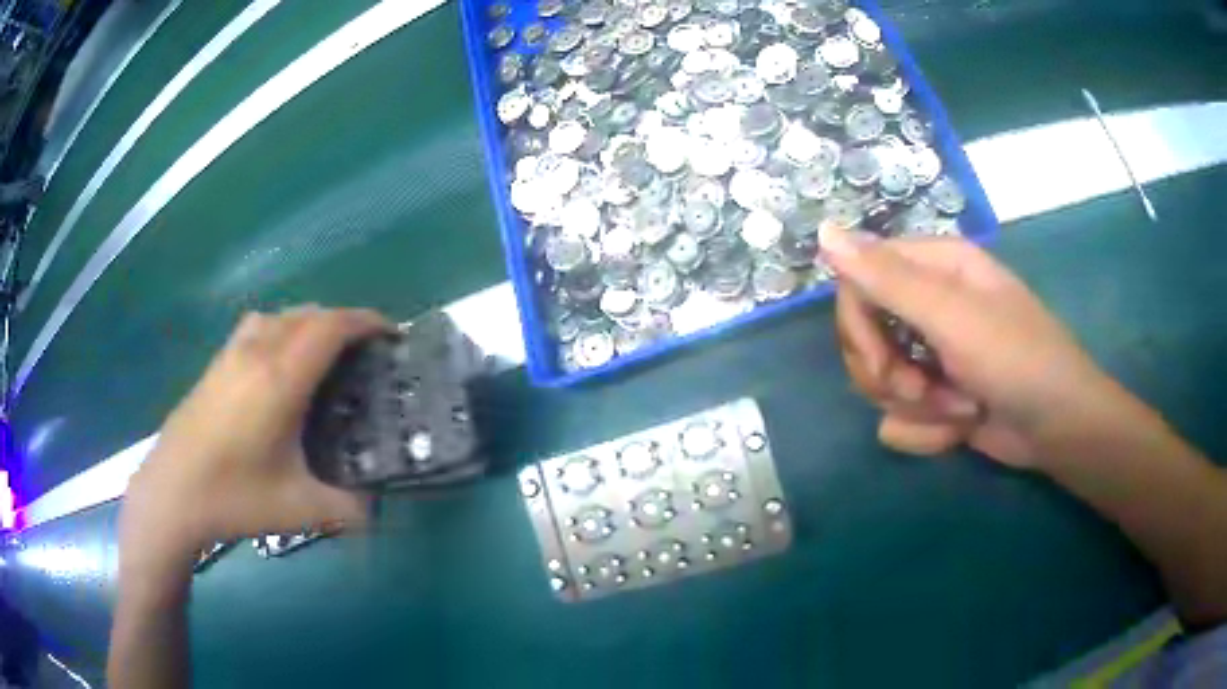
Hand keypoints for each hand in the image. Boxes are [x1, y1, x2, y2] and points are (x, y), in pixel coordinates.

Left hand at [119, 306, 389, 577]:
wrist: (171, 493)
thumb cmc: (234, 497)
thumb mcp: (300, 510)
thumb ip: (349, 508)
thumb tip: (378, 509)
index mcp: (281, 379)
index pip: (331, 327)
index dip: (366, 321)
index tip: (391, 334)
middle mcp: (258, 352)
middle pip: (309, 314)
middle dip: (343, 323)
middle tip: (364, 354)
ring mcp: (232, 355)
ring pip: (281, 315)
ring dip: (310, 323)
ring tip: (324, 354)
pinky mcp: (215, 365)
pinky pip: (258, 328)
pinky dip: (282, 330)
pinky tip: (279, 366)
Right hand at [820, 224, 1134, 467]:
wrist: (1056, 429)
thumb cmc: (1017, 360)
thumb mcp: (953, 317)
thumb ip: (888, 278)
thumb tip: (824, 231)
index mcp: (933, 268)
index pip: (858, 280)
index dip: (858, 325)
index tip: (880, 361)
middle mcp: (927, 305)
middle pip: (863, 336)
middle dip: (889, 376)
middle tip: (922, 390)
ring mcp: (930, 355)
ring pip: (878, 384)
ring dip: (917, 408)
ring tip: (960, 409)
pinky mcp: (935, 397)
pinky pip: (898, 419)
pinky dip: (927, 432)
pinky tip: (960, 429)